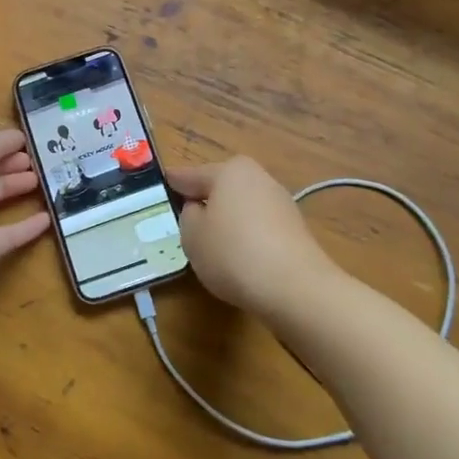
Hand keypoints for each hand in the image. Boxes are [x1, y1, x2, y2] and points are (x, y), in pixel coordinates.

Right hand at [169, 157, 334, 318]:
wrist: (295, 288)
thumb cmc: (233, 253)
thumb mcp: (192, 235)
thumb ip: (188, 216)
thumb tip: (199, 209)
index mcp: (230, 171)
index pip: (192, 175)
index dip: (174, 183)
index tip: (163, 184)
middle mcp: (258, 178)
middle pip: (221, 188)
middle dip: (205, 201)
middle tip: (185, 220)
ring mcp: (280, 203)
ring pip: (241, 207)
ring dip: (227, 221)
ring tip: (212, 246)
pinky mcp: (295, 230)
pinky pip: (259, 227)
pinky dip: (246, 237)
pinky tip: (239, 258)